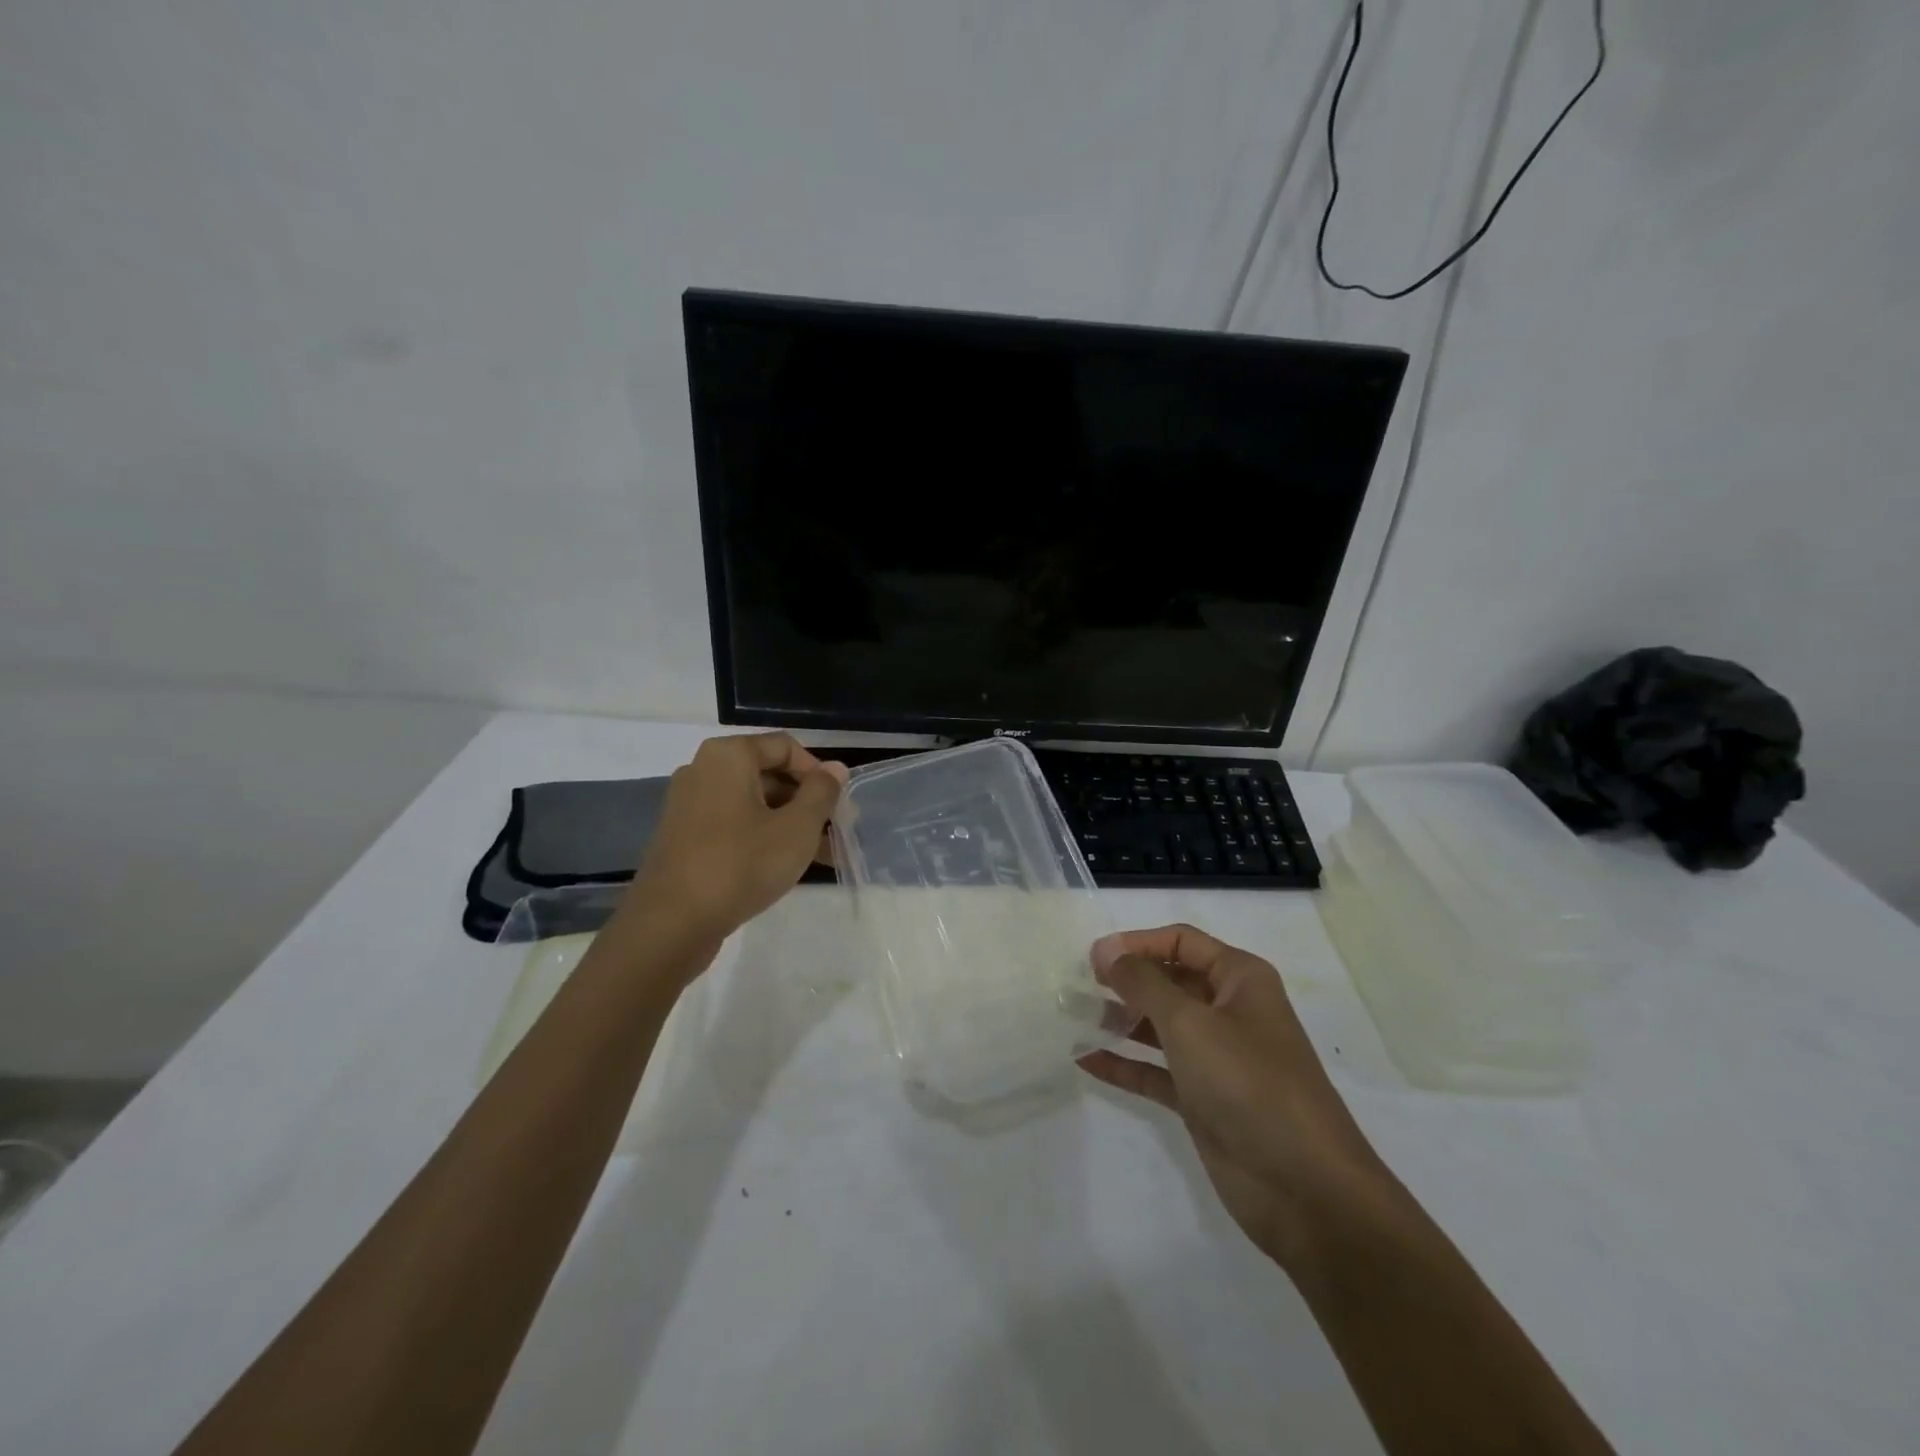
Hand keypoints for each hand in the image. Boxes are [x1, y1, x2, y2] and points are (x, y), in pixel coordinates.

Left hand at [620, 732, 847, 963]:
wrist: (671, 924)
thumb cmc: (741, 864)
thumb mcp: (797, 828)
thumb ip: (822, 792)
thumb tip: (835, 768)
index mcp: (728, 755)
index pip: (785, 747)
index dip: (818, 772)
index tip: (837, 805)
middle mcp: (703, 770)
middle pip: (768, 773)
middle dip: (805, 800)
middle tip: (834, 831)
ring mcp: (688, 804)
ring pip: (752, 803)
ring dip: (788, 822)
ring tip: (819, 855)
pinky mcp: (683, 837)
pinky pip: (732, 824)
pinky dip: (761, 836)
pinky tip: (784, 866)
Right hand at [1079, 923, 1388, 1268]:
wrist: (1305, 1189)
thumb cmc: (1248, 1083)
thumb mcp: (1189, 1022)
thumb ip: (1142, 982)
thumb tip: (1106, 950)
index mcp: (1240, 979)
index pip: (1180, 942)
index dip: (1137, 943)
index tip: (1093, 957)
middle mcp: (1229, 1011)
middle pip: (1169, 981)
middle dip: (1125, 981)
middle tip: (1077, 987)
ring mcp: (1216, 1059)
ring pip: (1159, 1027)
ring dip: (1119, 1020)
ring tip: (1073, 1018)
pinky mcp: (1203, 1100)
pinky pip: (1156, 1071)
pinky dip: (1124, 1064)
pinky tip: (1086, 1060)